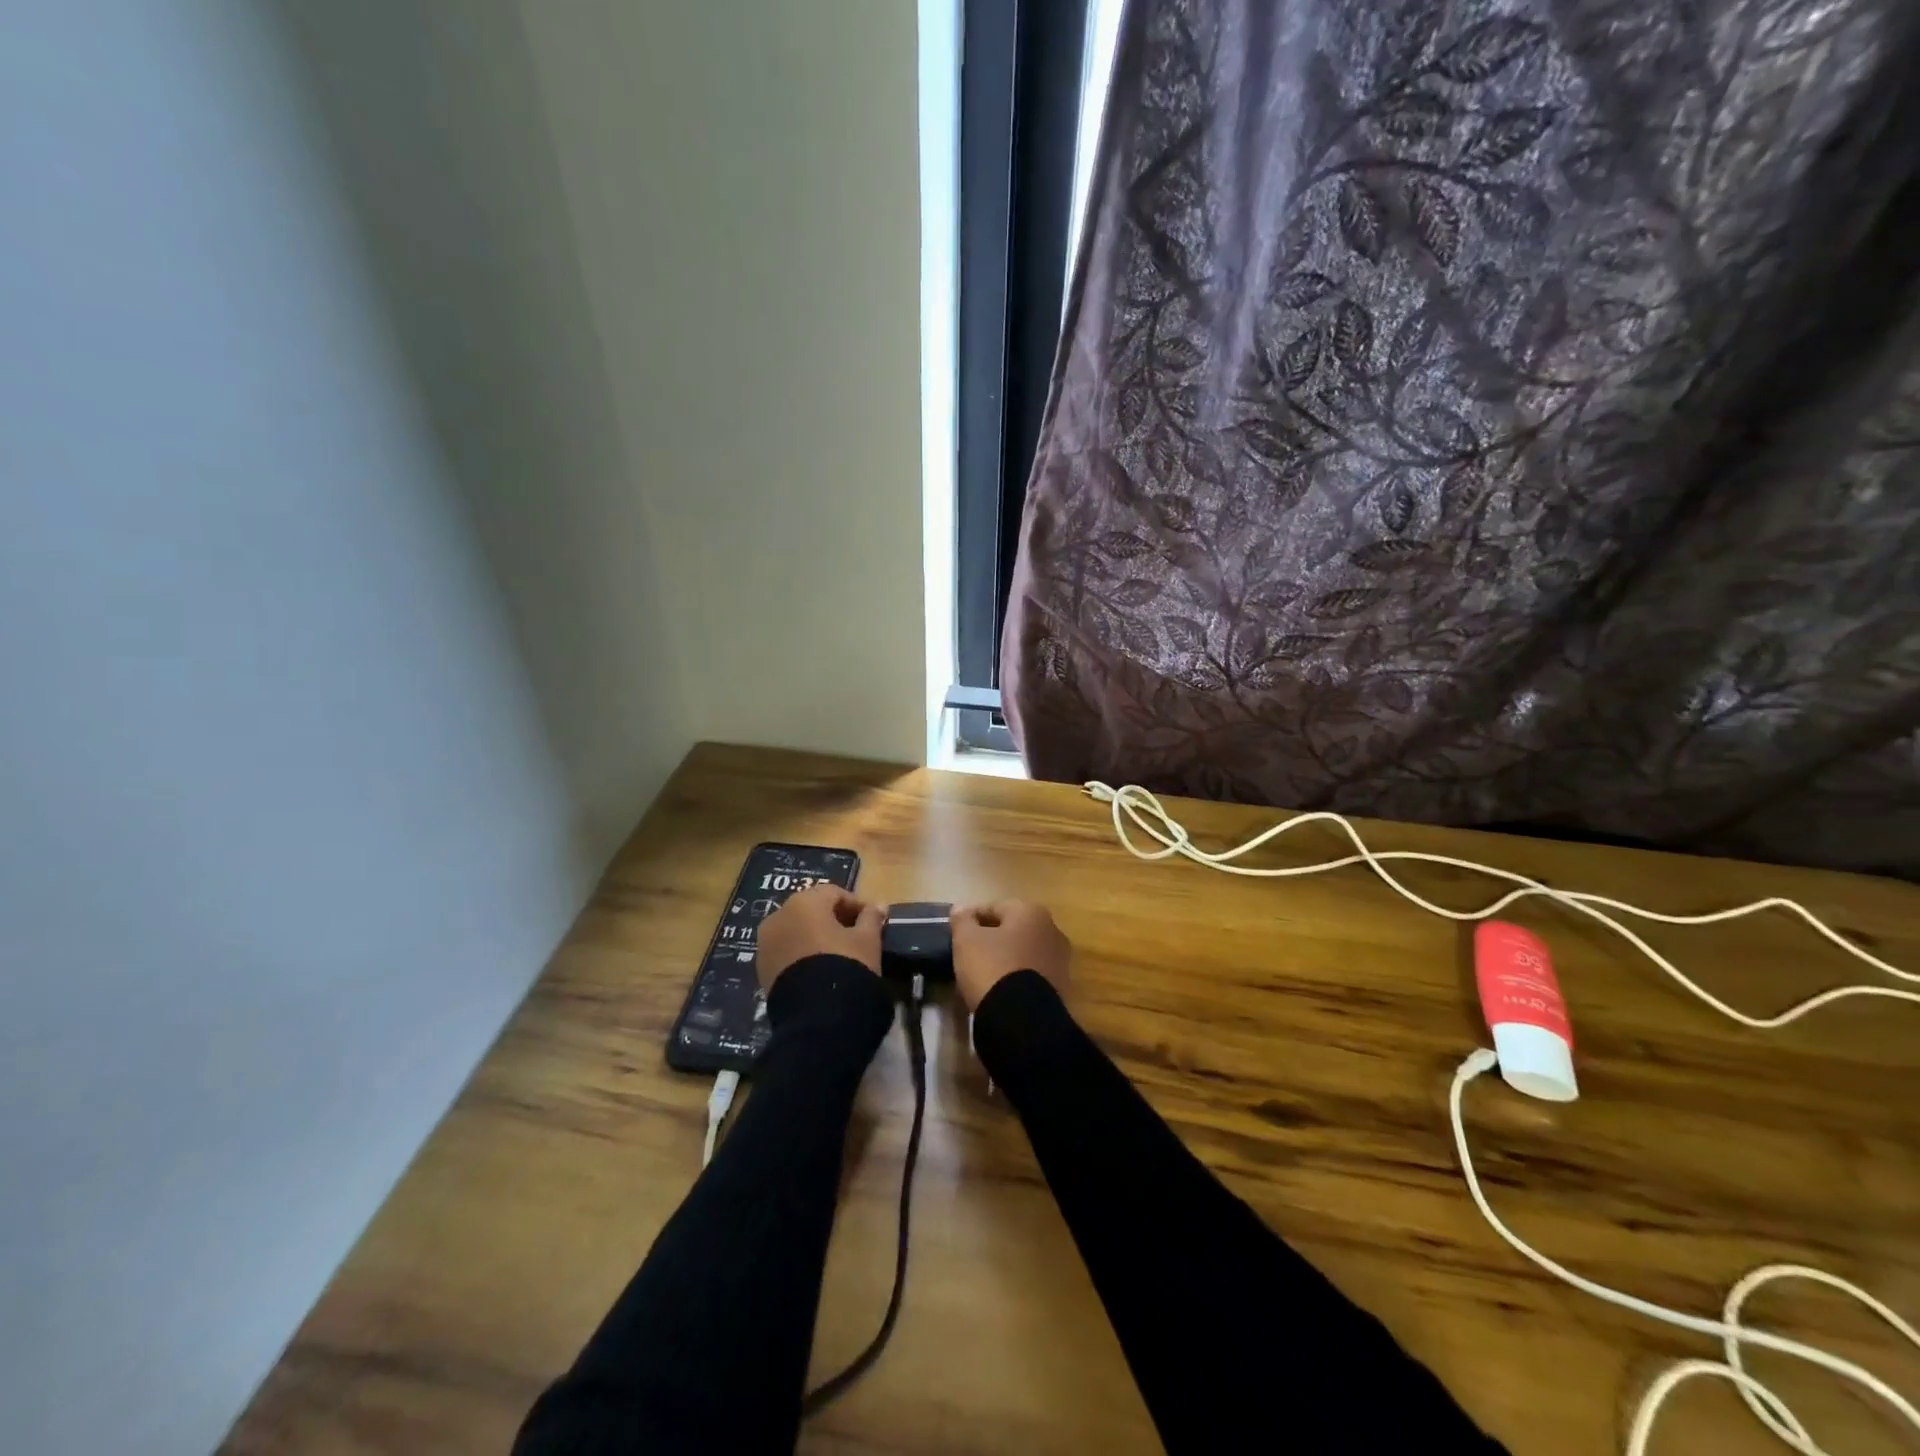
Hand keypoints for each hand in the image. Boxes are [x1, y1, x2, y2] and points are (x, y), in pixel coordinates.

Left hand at [756, 883, 883, 991]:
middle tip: (856, 935)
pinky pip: (786, 951)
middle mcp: (779, 916)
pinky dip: (801, 954)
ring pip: (796, 930)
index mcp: (804, 902)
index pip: (834, 893)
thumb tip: (878, 905)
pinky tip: (819, 969)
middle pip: (811, 909)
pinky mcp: (762, 969)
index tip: (873, 920)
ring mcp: (766, 943)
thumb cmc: (846, 964)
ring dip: (815, 936)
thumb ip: (872, 918)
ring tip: (838, 954)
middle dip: (834, 919)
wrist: (816, 1016)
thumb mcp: (868, 940)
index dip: (856, 905)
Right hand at [950, 901, 1070, 1011]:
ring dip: (1005, 958)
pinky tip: (999, 990)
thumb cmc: (992, 968)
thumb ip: (962, 920)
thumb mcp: (967, 940)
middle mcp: (1052, 930)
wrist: (1022, 1020)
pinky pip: (1031, 975)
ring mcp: (1060, 960)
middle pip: (1012, 930)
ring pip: (1023, 953)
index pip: (994, 908)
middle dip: (991, 938)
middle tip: (968, 953)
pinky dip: (1016, 978)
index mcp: (1031, 912)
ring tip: (981, 974)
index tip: (955, 933)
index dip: (971, 919)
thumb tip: (960, 908)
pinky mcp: (1060, 987)